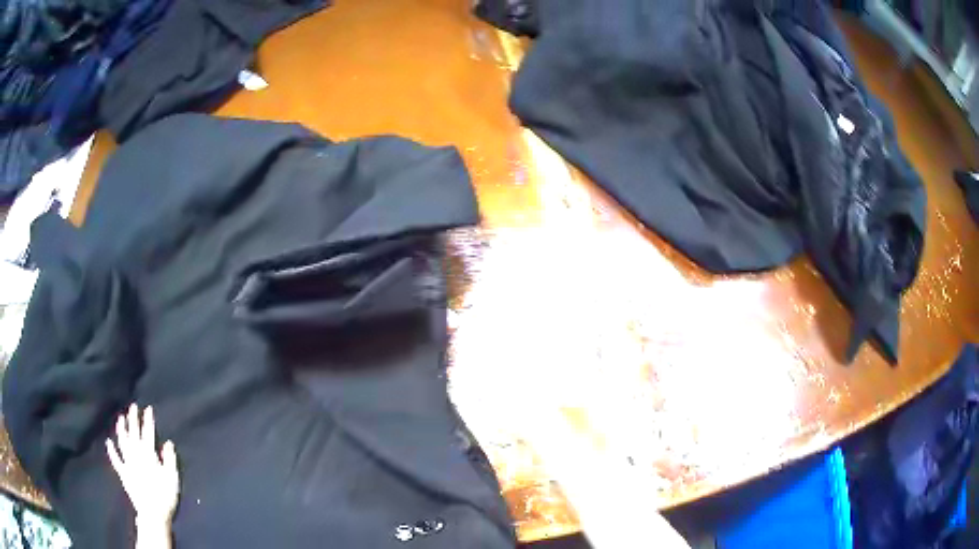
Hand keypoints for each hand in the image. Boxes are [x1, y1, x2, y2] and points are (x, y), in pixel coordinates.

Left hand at [106, 404, 179, 526]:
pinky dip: (111, 450)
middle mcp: (136, 455)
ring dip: (121, 430)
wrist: (153, 514)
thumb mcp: (172, 478)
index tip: (147, 409)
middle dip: (133, 420)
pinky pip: (116, 460)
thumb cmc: (165, 496)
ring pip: (123, 442)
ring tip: (120, 418)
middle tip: (132, 407)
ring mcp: (128, 463)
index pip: (148, 433)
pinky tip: (108, 442)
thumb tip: (168, 443)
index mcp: (149, 455)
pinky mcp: (123, 473)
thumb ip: (170, 459)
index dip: (148, 421)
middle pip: (134, 434)